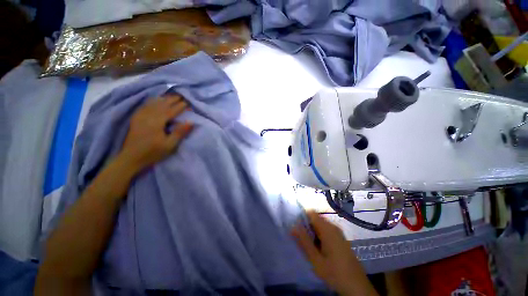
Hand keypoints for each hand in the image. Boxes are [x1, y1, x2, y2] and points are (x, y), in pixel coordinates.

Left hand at [120, 94, 192, 171]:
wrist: (131, 157)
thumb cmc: (153, 152)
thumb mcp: (170, 145)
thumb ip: (180, 132)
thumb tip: (191, 122)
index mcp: (157, 122)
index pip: (171, 110)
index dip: (180, 106)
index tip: (188, 102)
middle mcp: (148, 116)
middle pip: (162, 104)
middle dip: (172, 99)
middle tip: (181, 96)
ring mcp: (140, 116)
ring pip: (153, 103)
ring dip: (163, 98)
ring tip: (171, 96)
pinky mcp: (136, 118)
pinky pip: (145, 105)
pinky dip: (152, 101)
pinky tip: (155, 100)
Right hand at [291, 211, 377, 295]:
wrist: (357, 287)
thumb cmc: (335, 273)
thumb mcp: (315, 259)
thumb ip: (303, 241)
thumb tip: (292, 226)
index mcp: (327, 228)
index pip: (311, 213)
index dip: (301, 217)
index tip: (296, 228)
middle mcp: (333, 226)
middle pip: (315, 218)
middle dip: (306, 226)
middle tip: (301, 240)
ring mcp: (338, 232)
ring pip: (320, 225)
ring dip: (312, 232)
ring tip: (308, 246)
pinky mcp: (340, 238)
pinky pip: (325, 230)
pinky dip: (319, 236)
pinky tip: (318, 249)